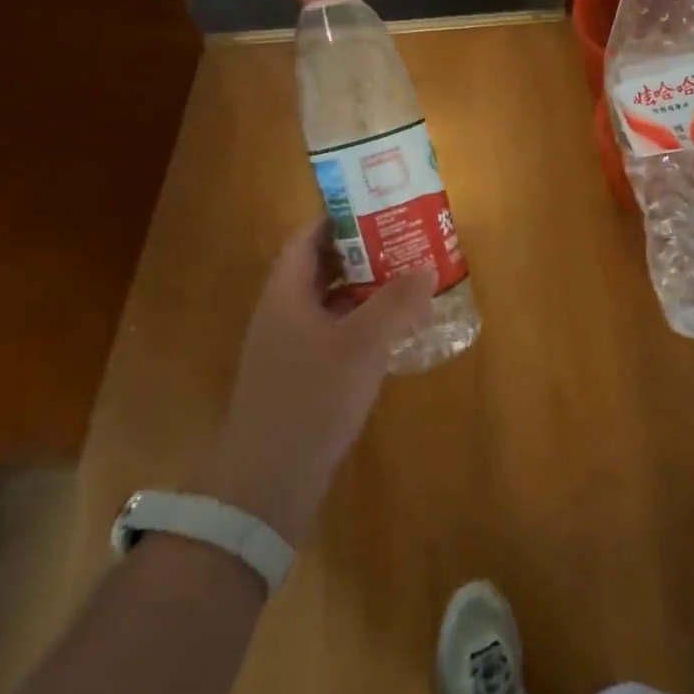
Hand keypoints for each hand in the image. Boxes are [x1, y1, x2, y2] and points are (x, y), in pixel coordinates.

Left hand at [189, 223, 435, 545]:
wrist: (267, 484)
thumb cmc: (311, 400)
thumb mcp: (362, 345)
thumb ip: (396, 303)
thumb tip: (426, 267)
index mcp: (286, 294)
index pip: (308, 238)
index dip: (341, 218)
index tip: (380, 208)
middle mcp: (283, 314)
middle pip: (322, 267)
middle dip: (363, 252)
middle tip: (406, 241)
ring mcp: (290, 348)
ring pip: (331, 302)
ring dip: (366, 289)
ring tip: (409, 279)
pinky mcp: (301, 378)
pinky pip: (335, 333)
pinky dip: (362, 323)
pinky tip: (395, 332)